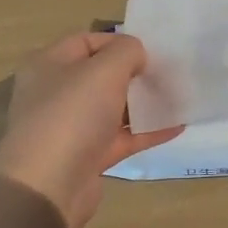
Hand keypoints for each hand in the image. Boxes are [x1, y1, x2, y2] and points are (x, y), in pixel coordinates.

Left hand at [0, 32, 180, 227]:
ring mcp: (71, 126)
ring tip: (179, 96)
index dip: (119, 41)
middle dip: (135, 72)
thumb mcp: (104, 69)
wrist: (49, 187)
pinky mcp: (87, 156)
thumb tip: (136, 56)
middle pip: (101, 75)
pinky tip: (177, 126)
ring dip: (143, 102)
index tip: (151, 49)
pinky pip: (122, 137)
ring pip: (113, 107)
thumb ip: (127, 51)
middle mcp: (56, 93)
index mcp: (49, 65)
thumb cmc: (72, 115)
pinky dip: (147, 131)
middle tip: (169, 71)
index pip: (87, 41)